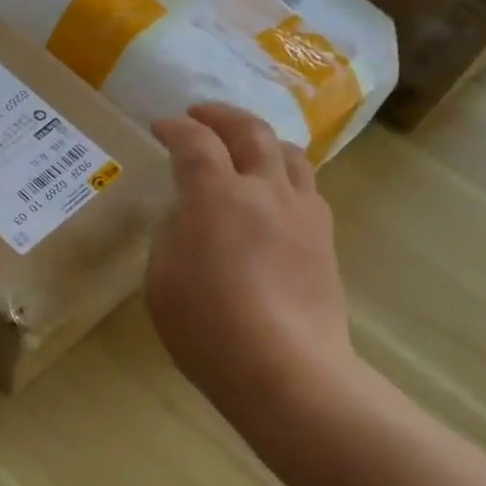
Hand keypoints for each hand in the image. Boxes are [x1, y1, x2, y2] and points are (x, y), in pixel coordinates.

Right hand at [146, 104, 355, 411]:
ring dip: (260, 138)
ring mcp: (301, 211)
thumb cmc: (207, 327)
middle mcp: (264, 190)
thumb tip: (186, 216)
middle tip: (199, 115)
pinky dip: (284, 172)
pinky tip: (272, 191)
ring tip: (243, 145)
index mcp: (216, 195)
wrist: (285, 369)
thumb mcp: (161, 279)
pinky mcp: (324, 238)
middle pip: (250, 130)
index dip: (174, 128)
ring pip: (288, 152)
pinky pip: (306, 186)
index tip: (160, 127)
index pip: (194, 142)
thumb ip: (171, 235)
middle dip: (221, 115)